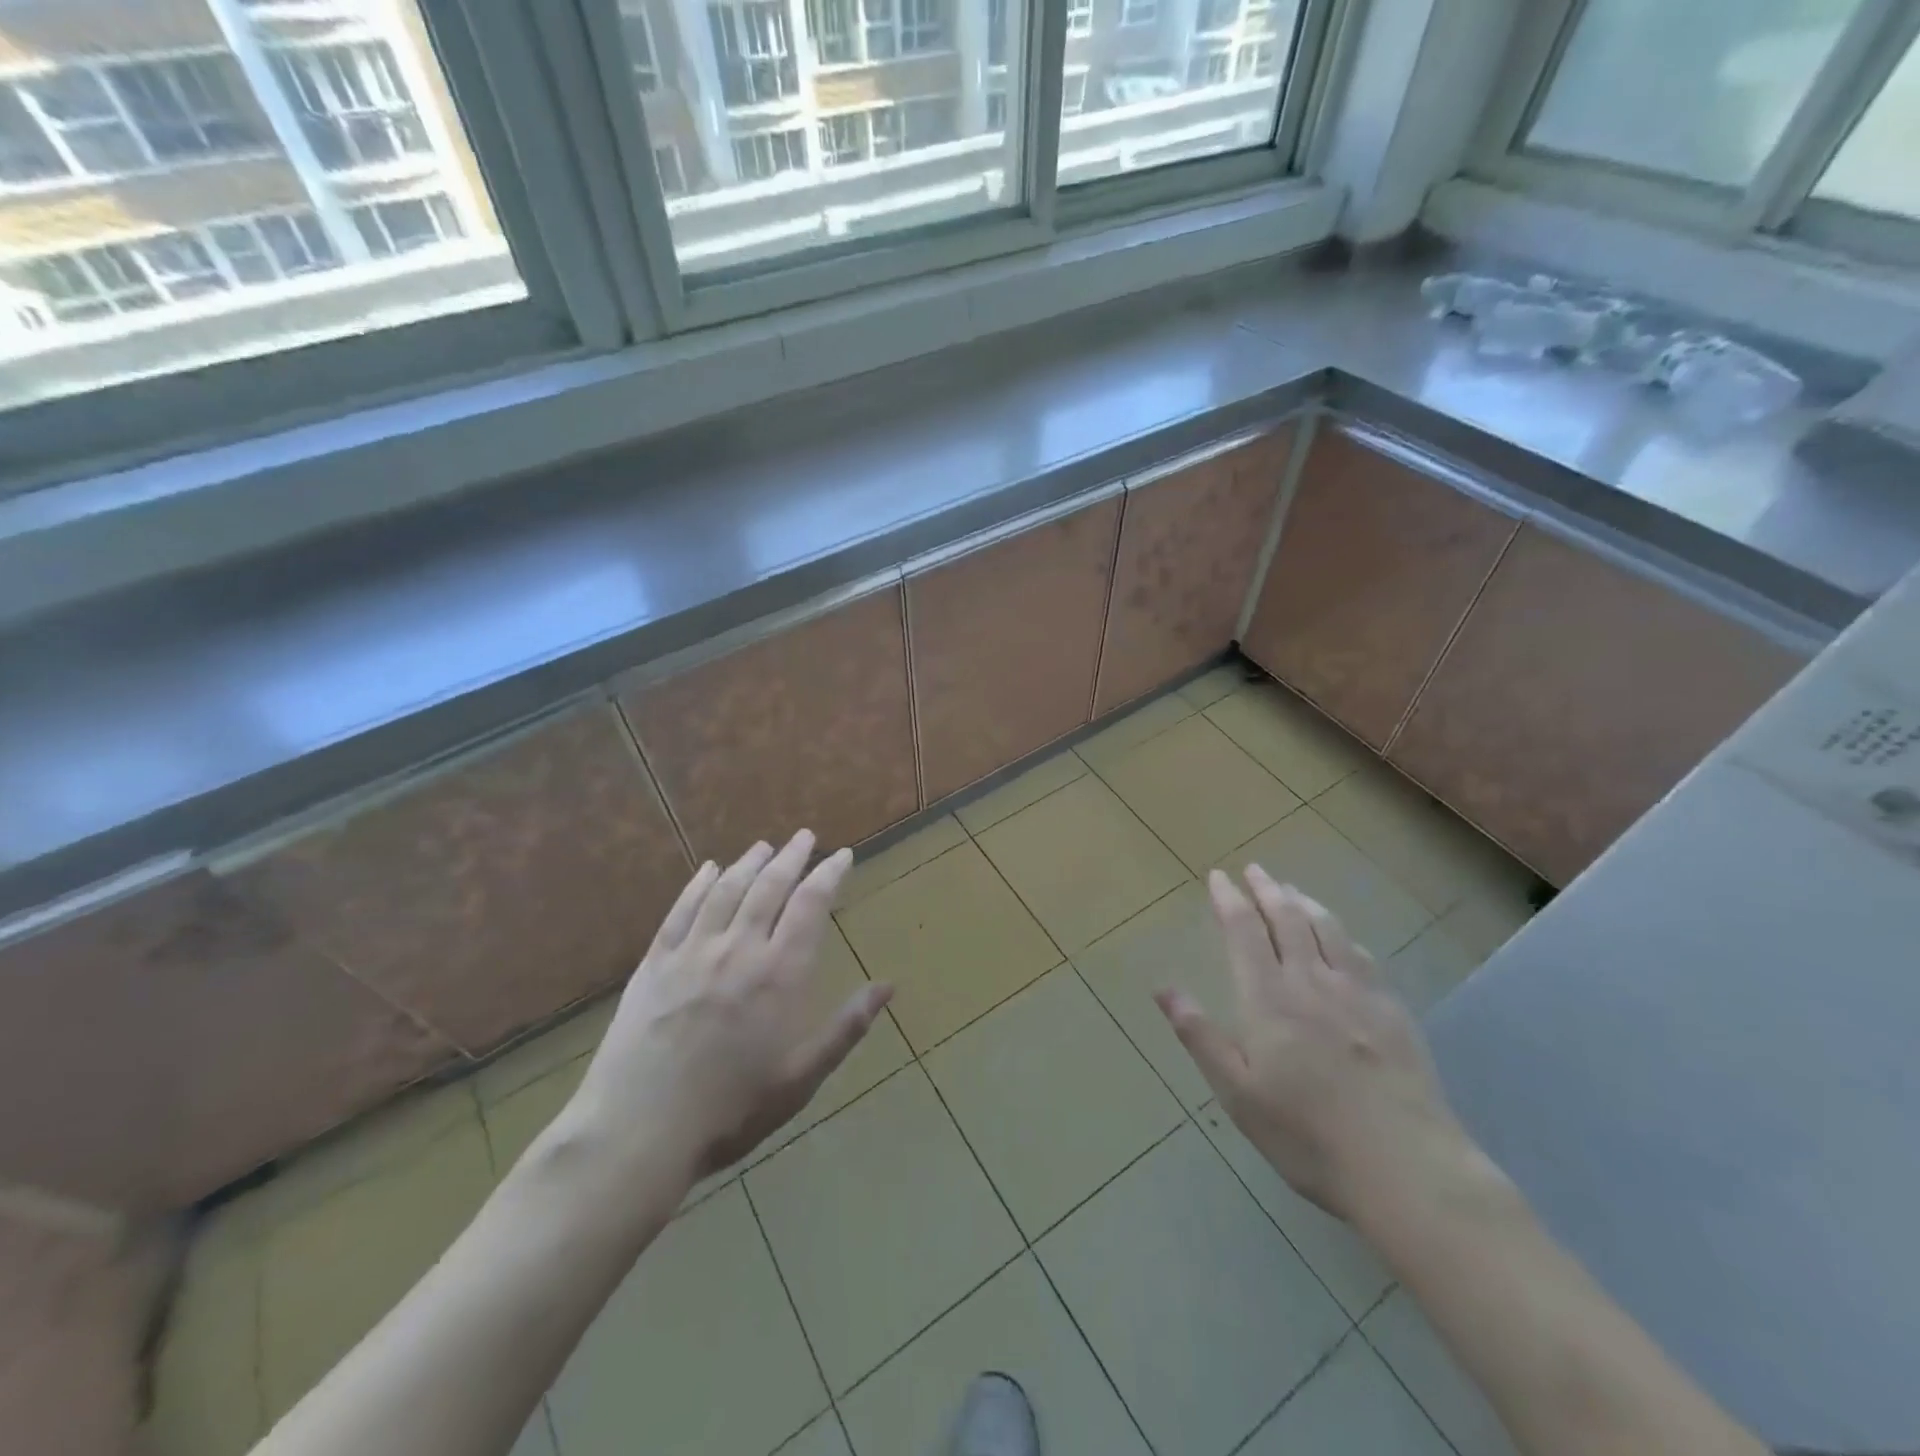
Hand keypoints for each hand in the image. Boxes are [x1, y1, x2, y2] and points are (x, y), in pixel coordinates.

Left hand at [568, 830, 892, 1186]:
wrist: (639, 1132)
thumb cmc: (731, 1110)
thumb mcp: (802, 1078)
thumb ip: (847, 1027)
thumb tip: (888, 986)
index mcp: (780, 973)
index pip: (811, 904)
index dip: (829, 874)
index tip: (842, 854)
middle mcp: (739, 948)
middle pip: (770, 886)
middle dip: (792, 857)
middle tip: (805, 836)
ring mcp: (692, 952)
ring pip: (726, 890)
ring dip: (749, 863)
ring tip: (764, 847)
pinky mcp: (654, 963)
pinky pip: (681, 910)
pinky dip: (698, 884)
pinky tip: (708, 869)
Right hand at [1155, 865, 1474, 1225]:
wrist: (1406, 1167)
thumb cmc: (1307, 1135)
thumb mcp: (1237, 1093)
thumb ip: (1200, 1036)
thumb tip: (1163, 988)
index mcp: (1268, 999)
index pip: (1244, 931)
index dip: (1229, 899)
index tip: (1219, 876)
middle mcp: (1311, 981)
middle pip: (1287, 919)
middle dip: (1266, 890)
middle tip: (1255, 870)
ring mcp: (1357, 993)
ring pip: (1327, 929)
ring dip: (1304, 902)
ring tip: (1291, 889)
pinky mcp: (1392, 1011)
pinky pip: (1362, 955)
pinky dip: (1343, 934)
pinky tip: (1342, 937)